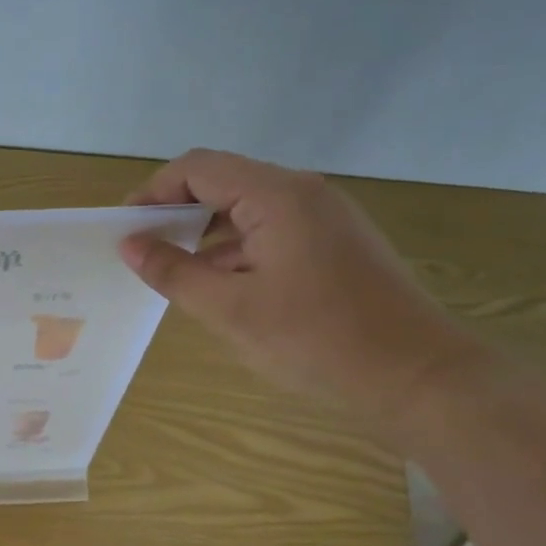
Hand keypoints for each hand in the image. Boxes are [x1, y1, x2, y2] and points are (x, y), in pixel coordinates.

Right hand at [121, 149, 489, 433]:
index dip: (154, 191)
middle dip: (177, 212)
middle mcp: (303, 193)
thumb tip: (130, 245)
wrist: (419, 377)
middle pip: (223, 182)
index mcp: (278, 195)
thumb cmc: (318, 340)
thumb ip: (174, 272)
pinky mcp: (337, 244)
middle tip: (144, 252)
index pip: (198, 168)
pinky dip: (237, 250)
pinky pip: (272, 232)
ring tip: (174, 273)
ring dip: (206, 234)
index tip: (125, 229)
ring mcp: (325, 218)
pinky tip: (220, 286)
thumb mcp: (230, 309)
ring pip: (247, 209)